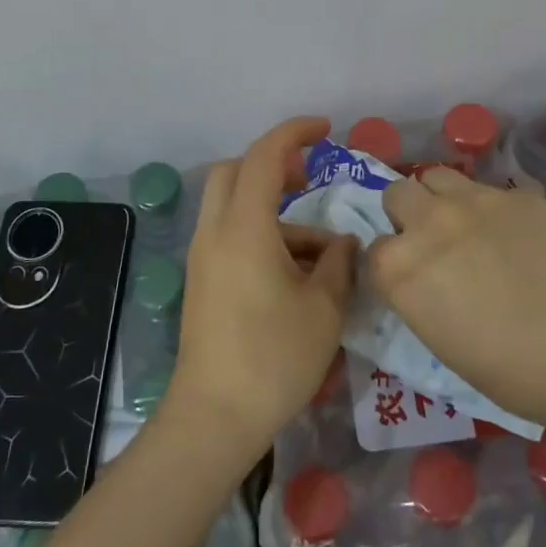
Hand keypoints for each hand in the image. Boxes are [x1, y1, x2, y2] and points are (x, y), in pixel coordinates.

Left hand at [161, 117, 357, 460]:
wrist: (215, 416)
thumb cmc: (274, 358)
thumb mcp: (324, 308)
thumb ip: (339, 264)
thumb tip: (343, 243)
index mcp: (244, 227)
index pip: (265, 156)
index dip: (295, 133)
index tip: (326, 130)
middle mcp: (216, 232)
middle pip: (235, 171)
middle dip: (273, 164)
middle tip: (310, 180)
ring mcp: (204, 257)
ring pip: (232, 206)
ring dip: (274, 211)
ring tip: (322, 253)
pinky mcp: (203, 281)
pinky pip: (230, 235)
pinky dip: (262, 236)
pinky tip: (297, 276)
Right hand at [368, 167, 545, 428]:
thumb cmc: (507, 371)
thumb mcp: (438, 340)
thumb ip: (418, 295)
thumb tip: (425, 280)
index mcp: (398, 267)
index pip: (373, 250)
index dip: (390, 265)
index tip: (410, 279)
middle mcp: (428, 222)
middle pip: (397, 194)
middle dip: (406, 215)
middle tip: (433, 243)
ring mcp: (475, 200)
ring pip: (438, 176)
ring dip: (442, 198)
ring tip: (466, 225)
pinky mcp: (519, 195)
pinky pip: (494, 191)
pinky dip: (495, 211)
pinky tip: (519, 237)